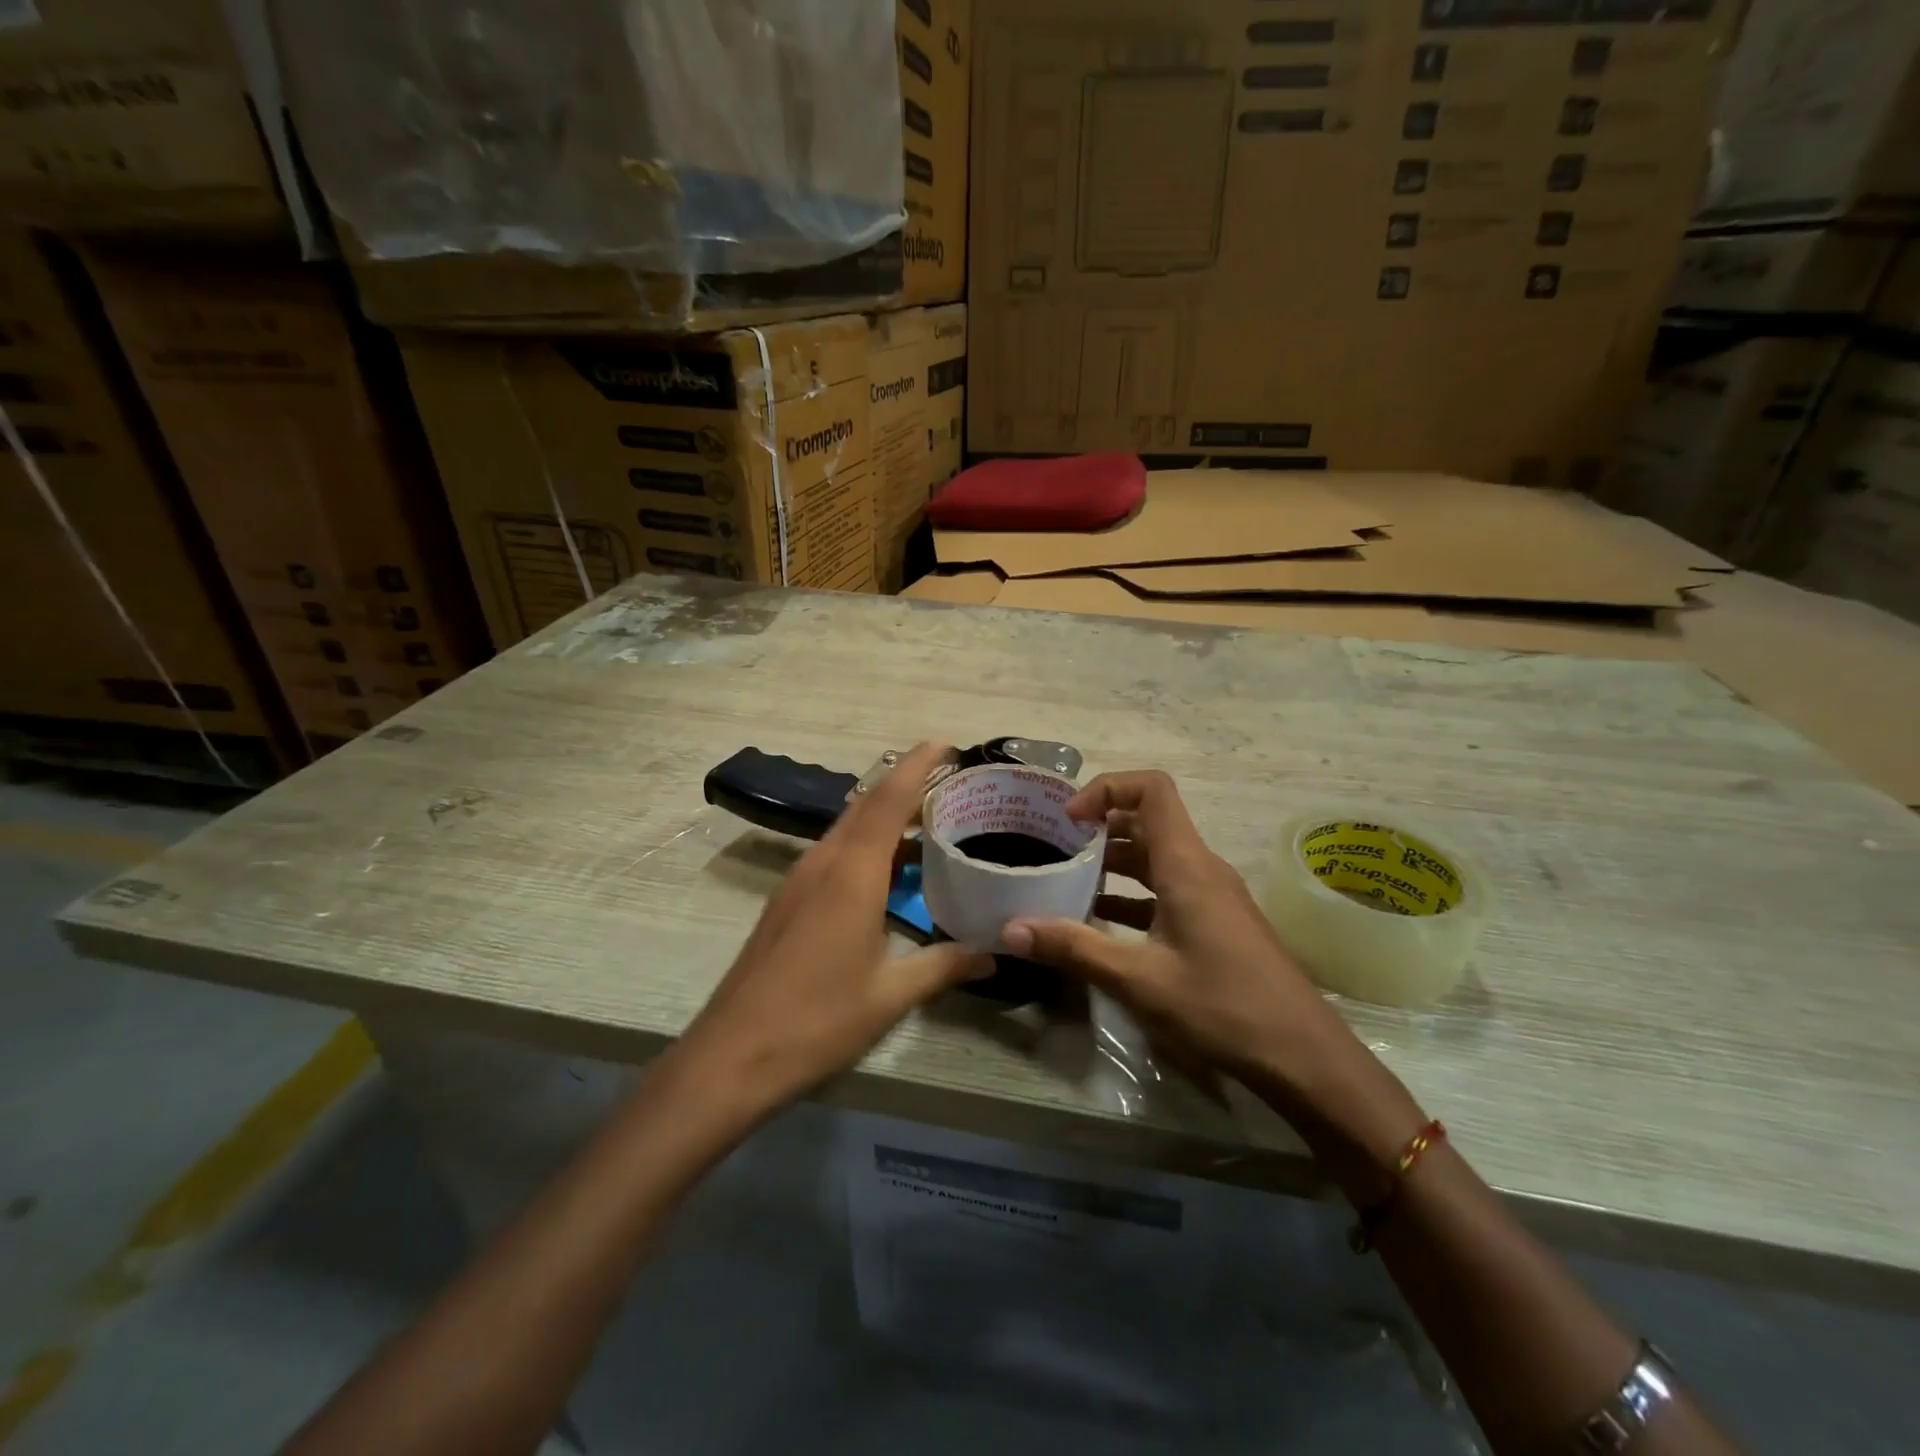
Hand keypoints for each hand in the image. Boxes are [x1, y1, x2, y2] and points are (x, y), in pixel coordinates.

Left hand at [678, 743, 990, 1117]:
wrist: (731, 1055)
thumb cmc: (817, 1021)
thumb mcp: (890, 996)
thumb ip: (944, 966)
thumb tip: (993, 953)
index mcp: (852, 875)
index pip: (888, 801)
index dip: (917, 766)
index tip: (944, 744)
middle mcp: (823, 864)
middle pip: (865, 805)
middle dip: (904, 783)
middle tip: (948, 780)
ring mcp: (799, 880)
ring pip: (847, 828)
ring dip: (883, 814)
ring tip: (927, 820)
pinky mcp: (787, 900)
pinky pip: (834, 852)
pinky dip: (865, 843)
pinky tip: (887, 869)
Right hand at [1001, 770, 1345, 1088]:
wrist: (1304, 1057)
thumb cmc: (1223, 1007)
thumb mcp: (1139, 979)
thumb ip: (1074, 948)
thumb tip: (1011, 930)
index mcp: (1186, 865)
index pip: (1151, 789)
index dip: (1107, 789)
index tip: (1069, 820)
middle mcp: (1200, 868)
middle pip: (1148, 821)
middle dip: (1099, 827)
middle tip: (1054, 848)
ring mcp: (1211, 896)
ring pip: (1155, 857)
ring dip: (1113, 862)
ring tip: (1066, 881)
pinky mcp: (1214, 922)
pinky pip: (1166, 889)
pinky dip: (1131, 894)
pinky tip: (1100, 922)